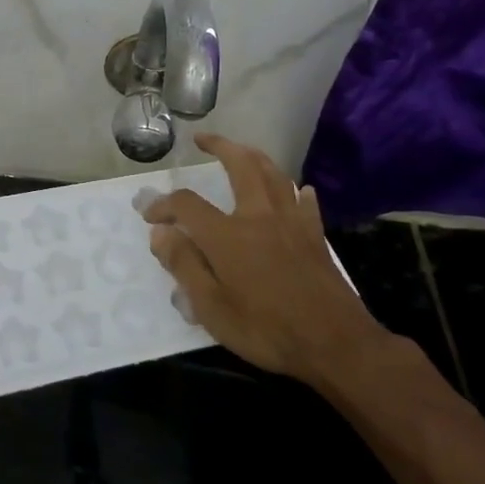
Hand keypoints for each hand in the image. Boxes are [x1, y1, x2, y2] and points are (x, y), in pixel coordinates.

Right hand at [143, 134, 389, 389]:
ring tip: (241, 151)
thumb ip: (184, 266)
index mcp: (227, 235)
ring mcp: (292, 222)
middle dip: (219, 146)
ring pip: (274, 174)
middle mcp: (259, 216)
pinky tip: (297, 189)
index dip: (163, 204)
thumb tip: (160, 232)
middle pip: (240, 165)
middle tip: (202, 139)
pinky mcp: (315, 236)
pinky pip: (305, 202)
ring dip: (254, 156)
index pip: (186, 204)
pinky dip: (296, 190)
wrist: (335, 344)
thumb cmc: (267, 330)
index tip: (149, 215)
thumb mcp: (212, 309)